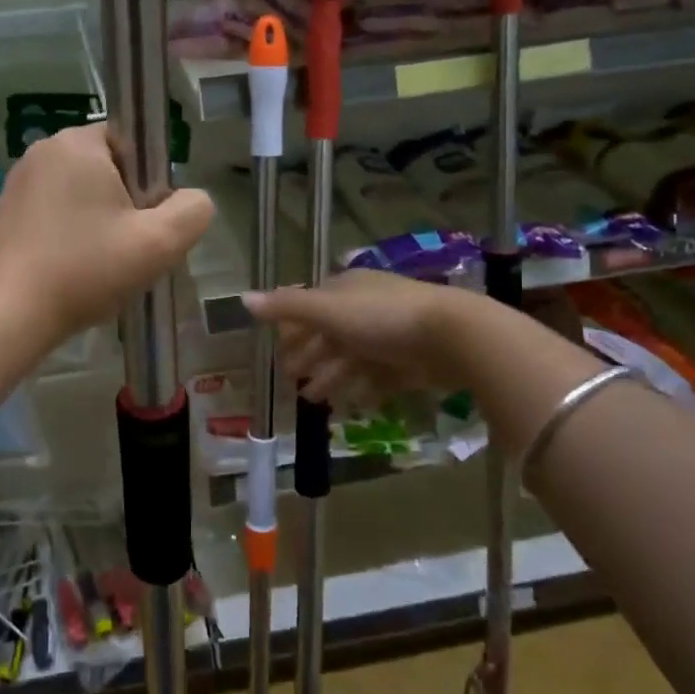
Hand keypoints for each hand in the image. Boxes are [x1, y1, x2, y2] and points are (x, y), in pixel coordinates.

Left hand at [0, 124, 213, 347]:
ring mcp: (18, 181)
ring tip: (98, 265)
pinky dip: (69, 234)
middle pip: (107, 168)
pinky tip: (70, 269)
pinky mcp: (4, 211)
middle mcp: (43, 151)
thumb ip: (193, 211)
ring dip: (97, 222)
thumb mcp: (160, 243)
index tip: (145, 221)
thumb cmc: (86, 270)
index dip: (150, 182)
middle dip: (125, 205)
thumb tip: (192, 200)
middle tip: (127, 249)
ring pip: (80, 193)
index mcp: (78, 142)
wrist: (8, 314)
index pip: (133, 143)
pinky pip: (54, 212)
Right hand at [245, 270, 470, 404]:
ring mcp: (391, 334)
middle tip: (291, 382)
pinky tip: (355, 404)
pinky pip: (380, 376)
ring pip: (353, 357)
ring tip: (315, 400)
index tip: (278, 352)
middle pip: (330, 334)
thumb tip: (243, 299)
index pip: (311, 306)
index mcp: (346, 288)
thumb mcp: (328, 311)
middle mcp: (367, 307)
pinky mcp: (411, 360)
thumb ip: (286, 307)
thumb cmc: (382, 318)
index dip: (293, 329)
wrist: (451, 335)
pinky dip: (364, 388)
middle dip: (310, 357)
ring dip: (332, 377)